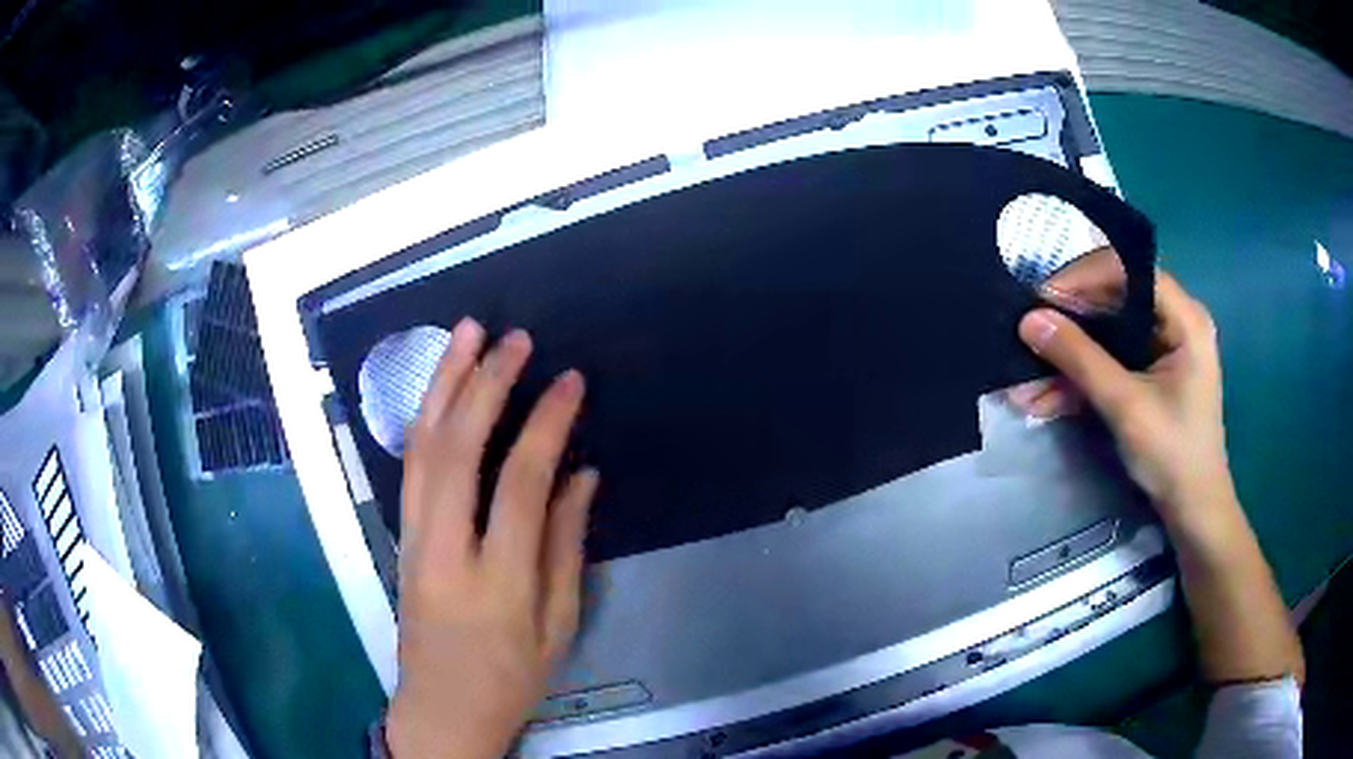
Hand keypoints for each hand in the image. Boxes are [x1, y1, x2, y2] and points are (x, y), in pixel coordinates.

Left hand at [388, 319, 598, 758]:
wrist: (440, 710)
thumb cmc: (509, 678)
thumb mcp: (557, 628)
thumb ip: (566, 547)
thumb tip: (581, 476)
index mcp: (496, 580)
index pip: (518, 482)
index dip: (546, 424)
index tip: (570, 381)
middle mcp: (443, 548)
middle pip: (456, 449)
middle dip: (485, 384)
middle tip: (514, 338)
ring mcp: (412, 538)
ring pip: (421, 446)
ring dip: (443, 384)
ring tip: (465, 333)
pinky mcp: (400, 536)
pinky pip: (409, 465)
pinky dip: (424, 416)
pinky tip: (439, 386)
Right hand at [1014, 269, 1234, 530]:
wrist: (1192, 511)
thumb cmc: (1173, 455)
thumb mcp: (1126, 406)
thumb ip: (1080, 360)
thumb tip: (1029, 319)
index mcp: (1183, 318)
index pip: (1128, 271)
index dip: (1084, 278)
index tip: (1041, 297)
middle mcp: (1173, 322)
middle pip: (1113, 302)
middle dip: (1069, 323)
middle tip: (1028, 334)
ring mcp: (1160, 350)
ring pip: (1106, 337)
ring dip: (1068, 359)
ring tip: (1025, 383)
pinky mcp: (1148, 375)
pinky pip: (1109, 363)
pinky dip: (1081, 380)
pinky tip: (1046, 400)